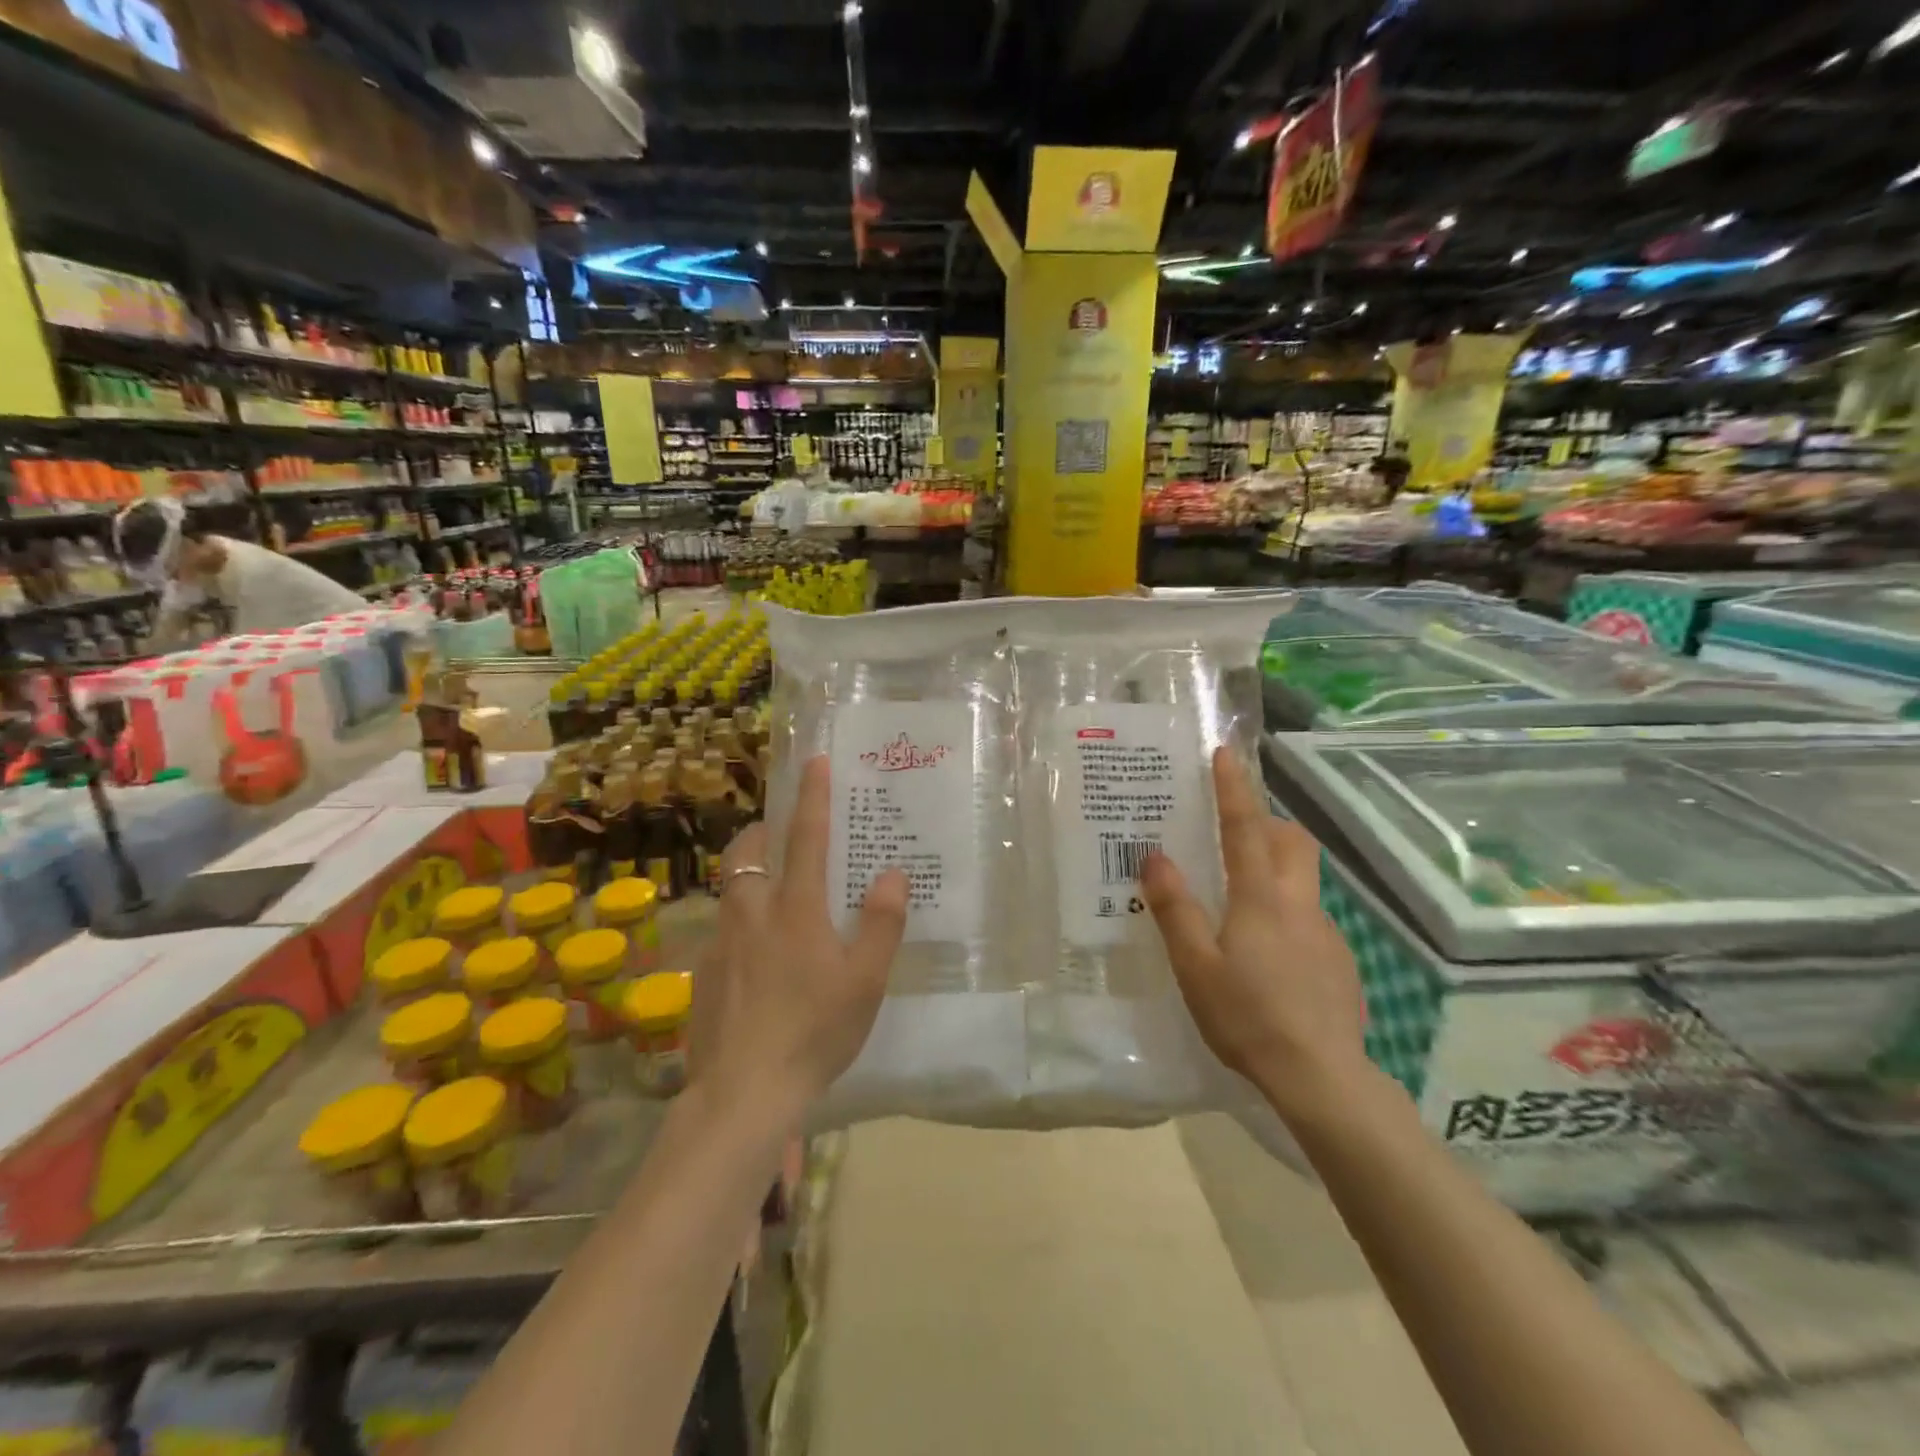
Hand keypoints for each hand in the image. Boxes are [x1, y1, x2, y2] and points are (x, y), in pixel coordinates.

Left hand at [691, 756, 908, 1116]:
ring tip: (774, 895)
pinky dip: (740, 923)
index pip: (806, 836)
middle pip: (749, 852)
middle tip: (784, 836)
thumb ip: (881, 923)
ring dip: (750, 874)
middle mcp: (752, 914)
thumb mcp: (865, 981)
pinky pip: (722, 929)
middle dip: (764, 831)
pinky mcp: (702, 973)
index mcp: (796, 909)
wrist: (742, 1093)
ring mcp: (721, 942)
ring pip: (731, 888)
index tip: (814, 760)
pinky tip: (756, 961)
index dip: (812, 795)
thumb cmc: (814, 1031)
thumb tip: (891, 873)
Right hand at [1143, 747, 1368, 1122]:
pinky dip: (1286, 913)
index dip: (1234, 789)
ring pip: (1303, 879)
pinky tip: (1267, 956)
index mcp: (1260, 898)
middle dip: (1267, 822)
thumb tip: (1154, 857)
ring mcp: (1326, 932)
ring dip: (1276, 868)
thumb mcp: (1196, 966)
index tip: (1225, 754)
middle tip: (1233, 831)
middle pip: (1292, 842)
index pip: (1246, 828)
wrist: (1322, 1077)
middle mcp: (1299, 904)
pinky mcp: (1339, 961)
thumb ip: (1175, 909)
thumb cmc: (1248, 1016)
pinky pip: (1309, 917)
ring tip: (1239, 900)